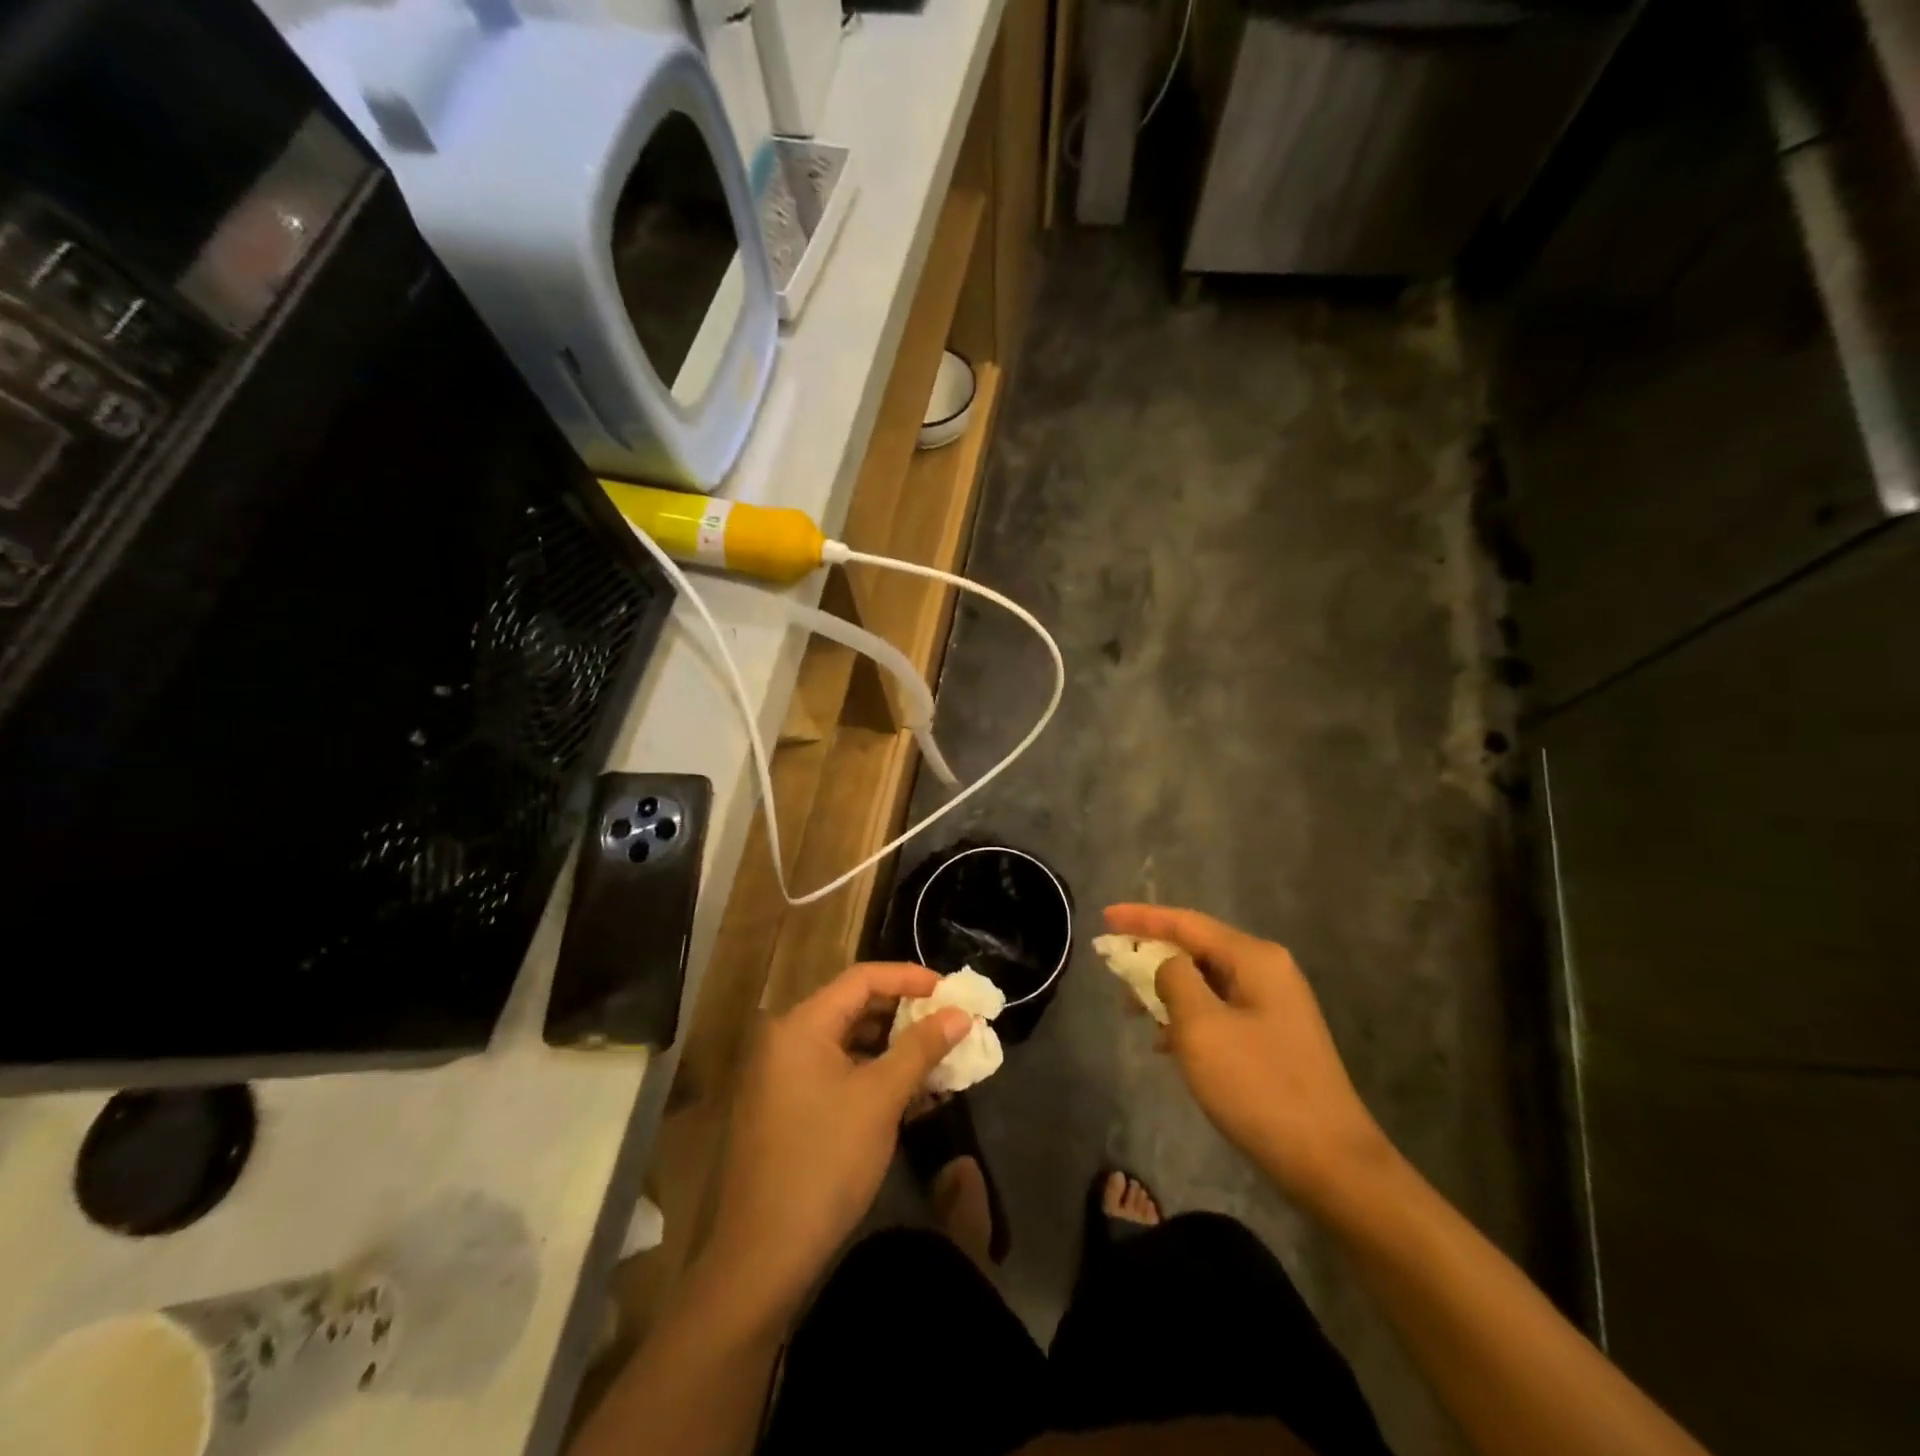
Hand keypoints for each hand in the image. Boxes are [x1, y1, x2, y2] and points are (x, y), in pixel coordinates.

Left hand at [703, 963, 970, 1321]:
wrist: (764, 1255)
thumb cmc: (825, 1162)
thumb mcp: (881, 1098)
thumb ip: (921, 1048)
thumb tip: (960, 1014)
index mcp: (801, 1025)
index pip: (863, 978)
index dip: (910, 978)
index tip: (951, 991)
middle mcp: (786, 1039)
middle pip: (854, 1007)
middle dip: (905, 1014)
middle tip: (949, 1023)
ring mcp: (783, 1075)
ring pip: (848, 1042)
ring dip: (893, 1047)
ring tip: (938, 1058)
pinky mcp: (787, 1106)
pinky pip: (837, 1071)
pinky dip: (873, 1074)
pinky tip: (909, 1093)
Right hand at [1104, 904, 1393, 1209]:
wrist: (1330, 1163)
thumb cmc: (1259, 1087)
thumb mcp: (1202, 1028)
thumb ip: (1174, 980)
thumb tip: (1166, 964)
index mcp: (1254, 959)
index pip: (1186, 923)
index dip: (1141, 918)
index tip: (1103, 918)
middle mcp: (1267, 972)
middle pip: (1196, 948)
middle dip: (1151, 955)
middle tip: (1112, 968)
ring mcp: (1274, 1006)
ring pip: (1205, 982)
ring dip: (1166, 991)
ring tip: (1131, 1010)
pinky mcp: (1272, 1038)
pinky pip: (1218, 1011)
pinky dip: (1188, 1017)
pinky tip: (1165, 1041)